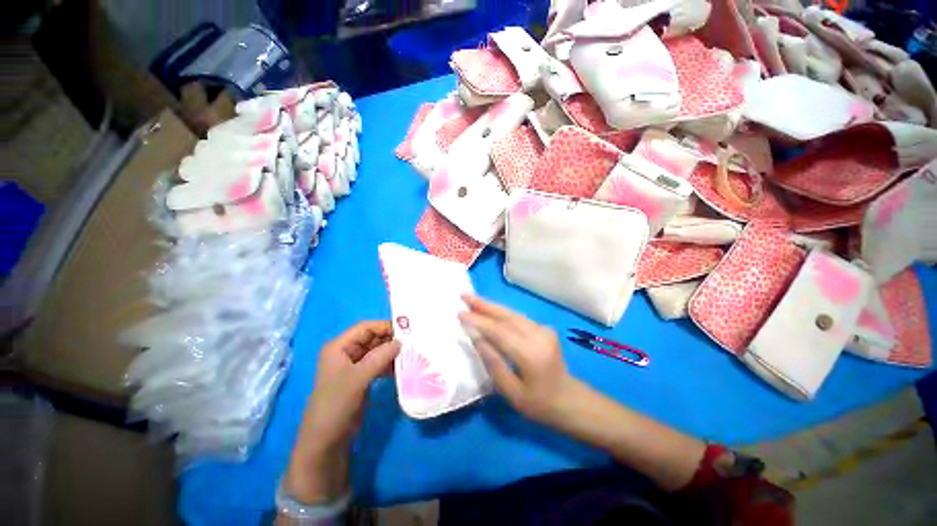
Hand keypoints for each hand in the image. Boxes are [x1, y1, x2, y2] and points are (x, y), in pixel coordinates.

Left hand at [284, 321, 399, 503]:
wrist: (326, 442)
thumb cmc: (336, 405)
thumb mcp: (357, 378)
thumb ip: (380, 357)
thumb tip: (401, 342)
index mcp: (339, 347)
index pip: (365, 328)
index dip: (384, 326)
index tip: (406, 330)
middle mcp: (346, 352)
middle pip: (373, 338)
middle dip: (391, 339)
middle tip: (412, 342)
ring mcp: (354, 366)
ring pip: (377, 351)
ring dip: (392, 352)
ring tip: (411, 353)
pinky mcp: (362, 378)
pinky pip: (379, 364)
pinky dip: (390, 364)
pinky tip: (403, 367)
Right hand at [461, 297, 706, 491]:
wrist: (570, 401)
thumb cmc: (539, 405)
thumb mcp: (512, 392)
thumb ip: (493, 362)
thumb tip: (476, 338)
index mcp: (530, 354)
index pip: (498, 331)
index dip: (478, 321)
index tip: (460, 314)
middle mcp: (538, 336)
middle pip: (506, 315)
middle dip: (484, 305)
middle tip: (465, 296)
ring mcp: (544, 330)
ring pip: (512, 314)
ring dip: (492, 306)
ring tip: (473, 300)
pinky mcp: (545, 330)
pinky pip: (519, 318)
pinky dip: (502, 313)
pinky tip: (490, 311)